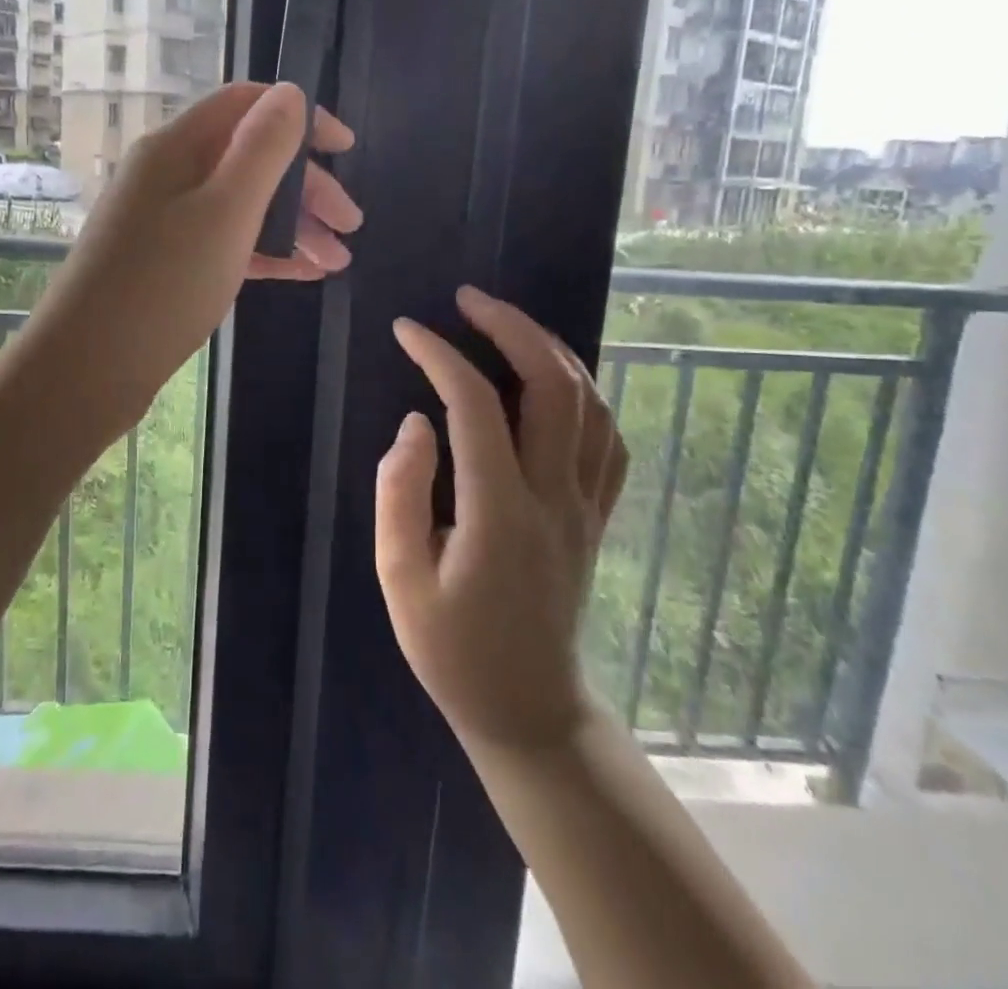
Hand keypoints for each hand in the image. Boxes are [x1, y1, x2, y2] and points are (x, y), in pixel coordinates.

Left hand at [19, 83, 358, 431]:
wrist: (87, 367)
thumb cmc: (164, 285)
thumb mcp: (226, 211)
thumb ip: (262, 148)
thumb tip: (290, 93)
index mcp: (176, 147)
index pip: (246, 104)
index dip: (301, 117)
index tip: (347, 151)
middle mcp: (167, 174)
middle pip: (248, 158)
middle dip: (306, 185)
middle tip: (351, 226)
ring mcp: (163, 220)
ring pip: (240, 205)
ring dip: (292, 225)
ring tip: (336, 262)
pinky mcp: (165, 262)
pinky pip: (224, 241)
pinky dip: (264, 252)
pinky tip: (301, 275)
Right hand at [376, 287, 627, 754]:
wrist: (528, 708)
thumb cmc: (452, 649)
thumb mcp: (400, 579)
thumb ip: (401, 493)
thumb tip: (416, 423)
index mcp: (499, 513)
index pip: (476, 407)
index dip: (440, 355)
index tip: (406, 329)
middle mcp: (554, 498)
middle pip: (552, 387)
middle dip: (511, 327)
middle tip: (468, 298)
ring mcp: (586, 506)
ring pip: (589, 404)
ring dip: (550, 349)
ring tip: (507, 321)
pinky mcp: (597, 516)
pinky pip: (607, 438)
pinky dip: (583, 392)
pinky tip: (553, 378)